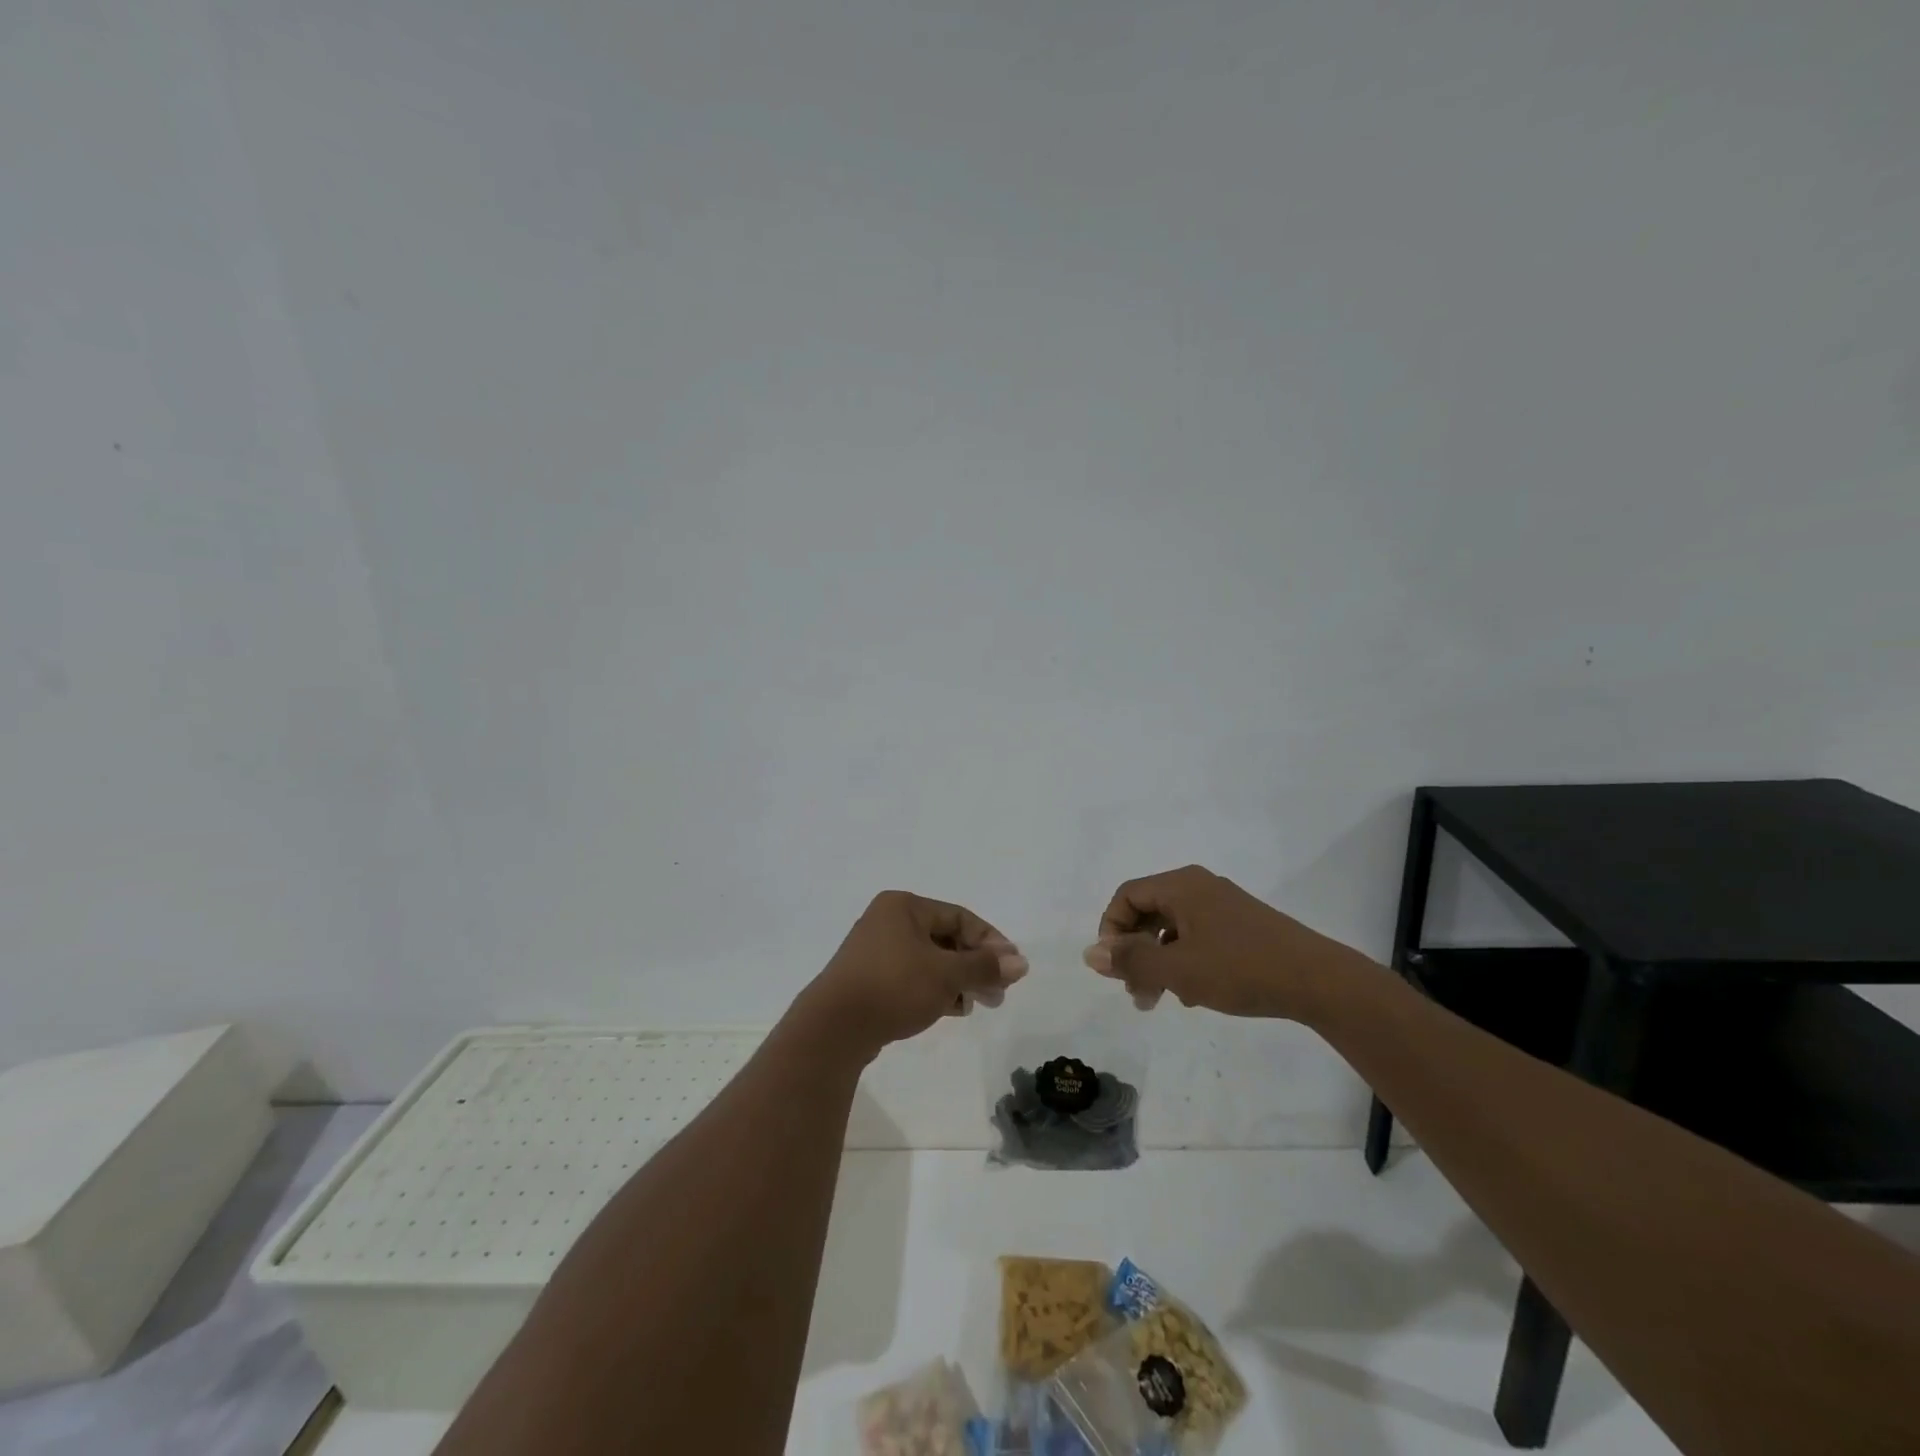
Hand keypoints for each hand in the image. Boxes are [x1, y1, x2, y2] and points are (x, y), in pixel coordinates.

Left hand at [798, 891, 1027, 1058]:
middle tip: (998, 994)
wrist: (834, 1027)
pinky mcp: (869, 978)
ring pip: (929, 959)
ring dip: (957, 980)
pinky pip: (912, 976)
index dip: (990, 941)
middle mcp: (888, 920)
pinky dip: (934, 988)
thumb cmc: (894, 987)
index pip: (960, 916)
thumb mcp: (946, 975)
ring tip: (975, 1005)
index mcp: (904, 906)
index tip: (1011, 969)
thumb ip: (984, 966)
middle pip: (945, 938)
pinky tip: (950, 1009)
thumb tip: (1021, 962)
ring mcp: (875, 950)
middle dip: (974, 966)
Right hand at [1082, 864, 1367, 1018]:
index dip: (1111, 930)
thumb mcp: (1178, 969)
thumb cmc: (1241, 969)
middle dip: (1135, 952)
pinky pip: (1197, 937)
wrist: (1319, 981)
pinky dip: (1185, 962)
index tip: (1114, 969)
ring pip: (1172, 929)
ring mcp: (1222, 905)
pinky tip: (1195, 995)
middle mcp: (1199, 887)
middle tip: (1136, 994)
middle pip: (1148, 911)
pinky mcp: (1241, 926)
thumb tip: (1090, 953)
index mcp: (1181, 886)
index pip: (1127, 896)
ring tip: (1164, 1000)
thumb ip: (1132, 961)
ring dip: (1159, 962)